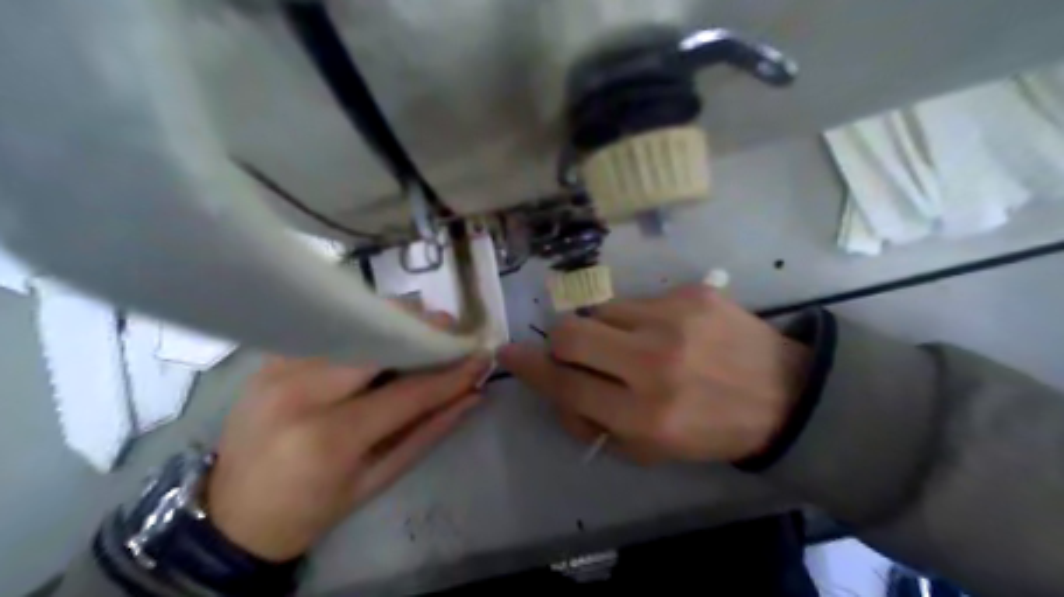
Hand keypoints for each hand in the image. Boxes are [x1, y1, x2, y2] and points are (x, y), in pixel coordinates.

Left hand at [206, 343, 492, 562]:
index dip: (451, 373)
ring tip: (424, 328)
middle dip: (422, 329)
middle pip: (376, 340)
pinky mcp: (270, 359)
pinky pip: (329, 331)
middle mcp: (301, 392)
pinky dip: (363, 328)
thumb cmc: (312, 508)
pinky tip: (383, 336)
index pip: (408, 391)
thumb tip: (472, 396)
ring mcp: (279, 368)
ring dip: (395, 321)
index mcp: (330, 437)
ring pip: (352, 325)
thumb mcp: (378, 480)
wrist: (231, 516)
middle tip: (452, 329)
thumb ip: (429, 432)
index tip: (480, 358)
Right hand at [500, 286, 807, 463]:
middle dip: (560, 343)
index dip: (529, 369)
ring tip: (631, 342)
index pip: (565, 384)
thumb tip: (558, 389)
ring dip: (602, 328)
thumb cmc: (713, 429)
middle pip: (569, 333)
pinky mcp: (691, 293)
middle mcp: (654, 364)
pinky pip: (637, 299)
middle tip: (577, 352)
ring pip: (600, 309)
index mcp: (645, 416)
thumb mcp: (652, 450)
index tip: (509, 354)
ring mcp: (673, 320)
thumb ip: (596, 423)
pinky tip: (667, 331)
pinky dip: (637, 317)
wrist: (784, 394)